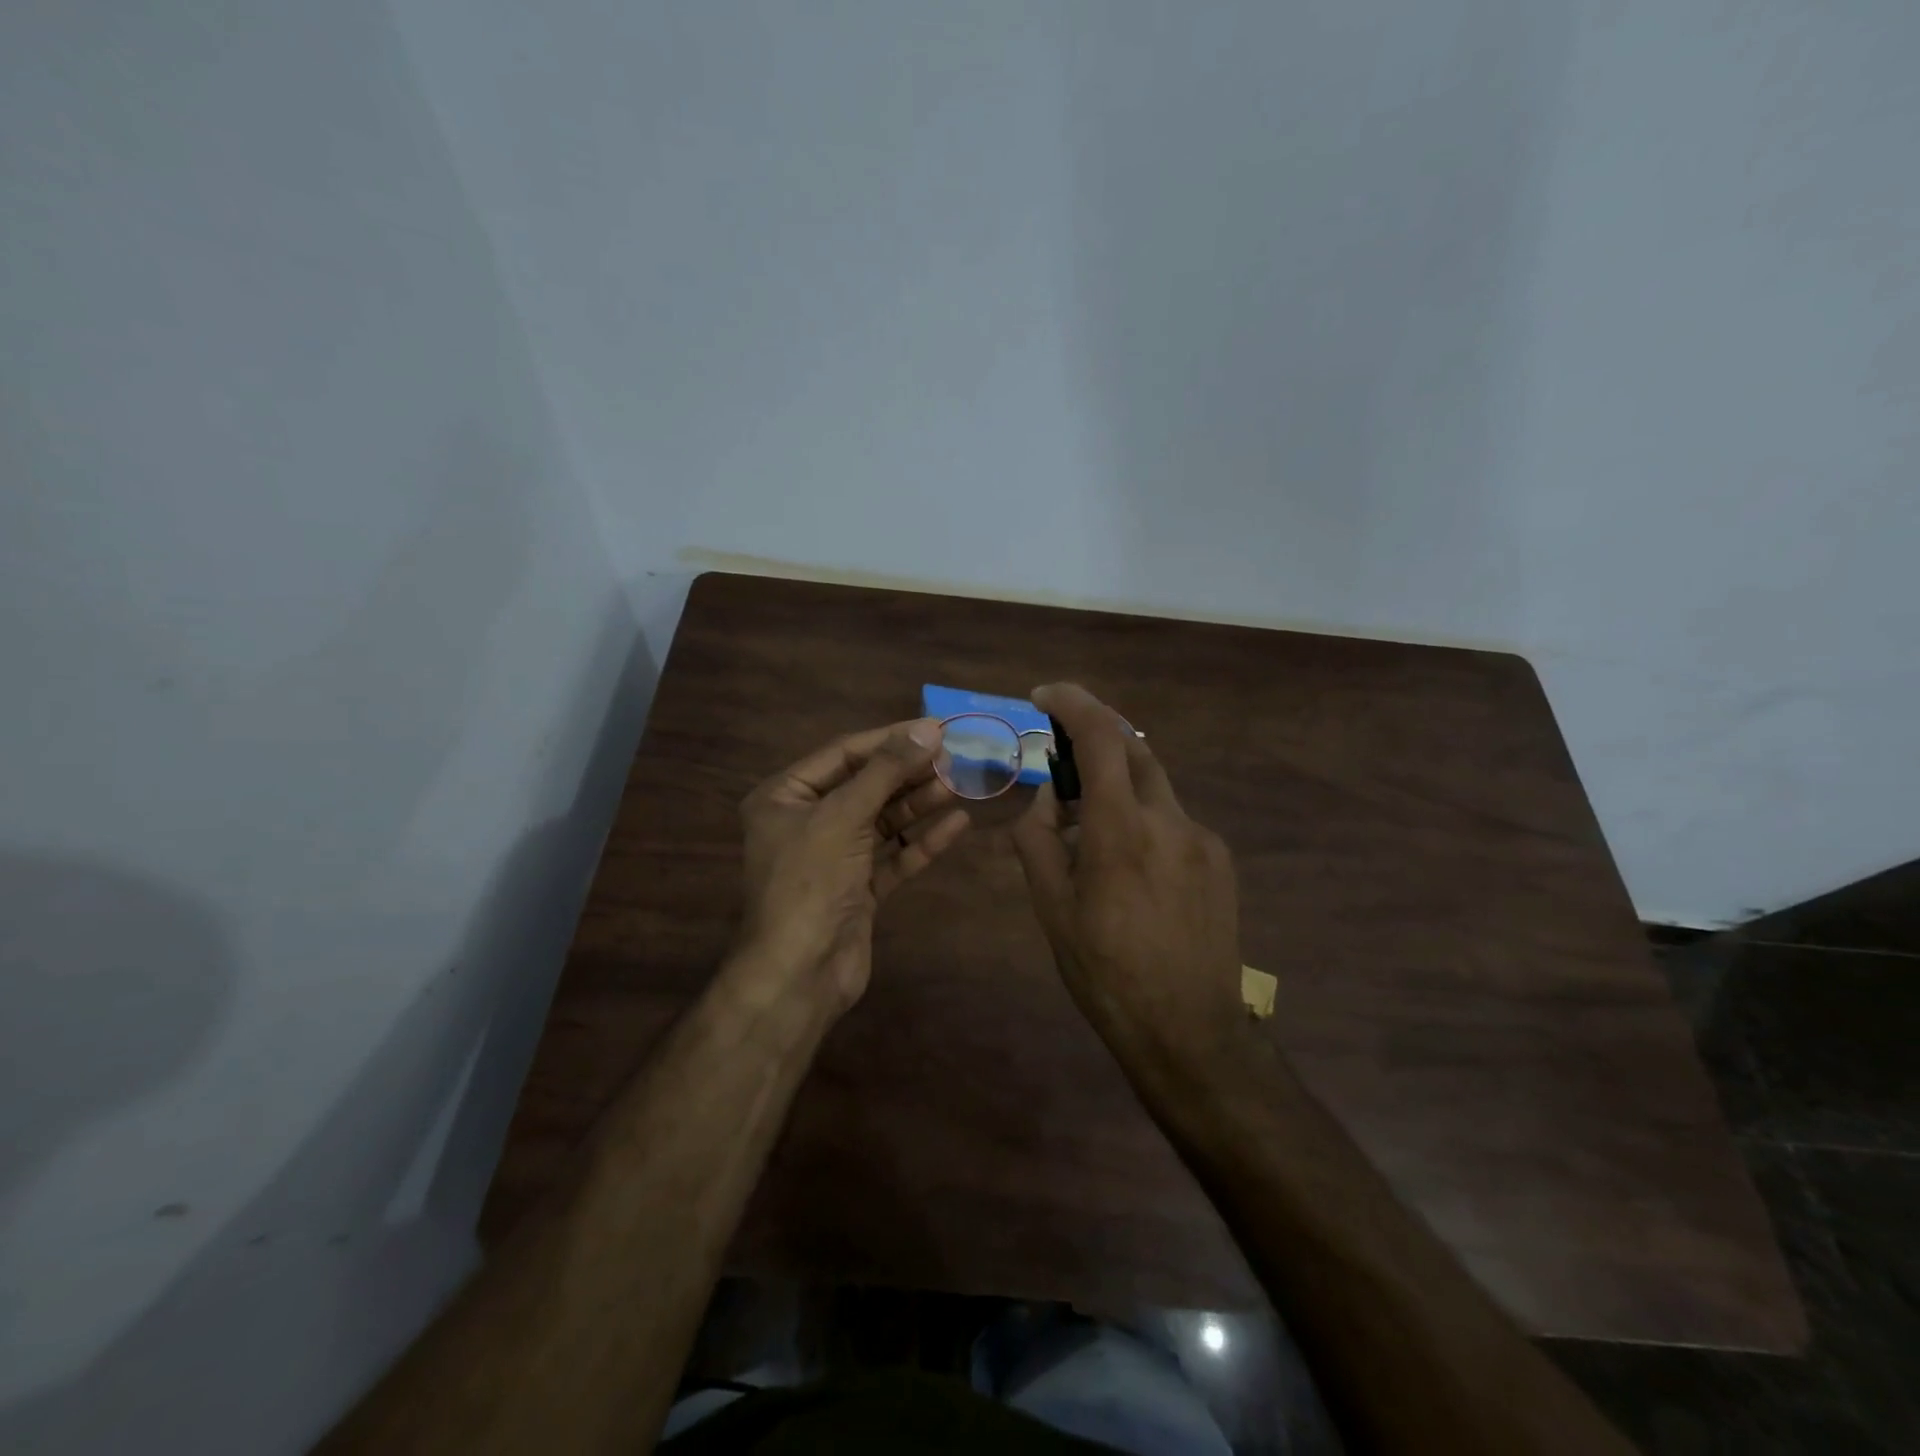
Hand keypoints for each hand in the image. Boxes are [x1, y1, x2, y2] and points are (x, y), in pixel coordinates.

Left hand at [735, 718, 970, 1012]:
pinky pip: (893, 856)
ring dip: (918, 804)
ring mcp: (833, 858)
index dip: (890, 739)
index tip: (934, 728)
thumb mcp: (844, 815)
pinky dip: (922, 841)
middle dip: (908, 772)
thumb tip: (929, 729)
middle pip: (865, 786)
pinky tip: (956, 824)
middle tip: (953, 757)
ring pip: (882, 821)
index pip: (843, 754)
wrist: (800, 973)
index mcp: (784, 797)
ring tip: (958, 785)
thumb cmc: (810, 881)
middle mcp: (806, 822)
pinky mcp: (857, 889)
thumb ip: (887, 771)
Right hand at [1011, 683, 1244, 1061]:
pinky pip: (1172, 820)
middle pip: (1134, 749)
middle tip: (1062, 763)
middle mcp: (1170, 820)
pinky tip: (1130, 870)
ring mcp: (1203, 839)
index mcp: (1120, 831)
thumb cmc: (1106, 974)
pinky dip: (1141, 820)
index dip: (1073, 703)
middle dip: (1095, 739)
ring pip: (1153, 787)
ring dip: (1117, 788)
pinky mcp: (1221, 860)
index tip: (1044, 695)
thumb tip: (1049, 798)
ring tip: (1089, 837)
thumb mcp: (1051, 910)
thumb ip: (1039, 840)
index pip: (1102, 738)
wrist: (1190, 1032)